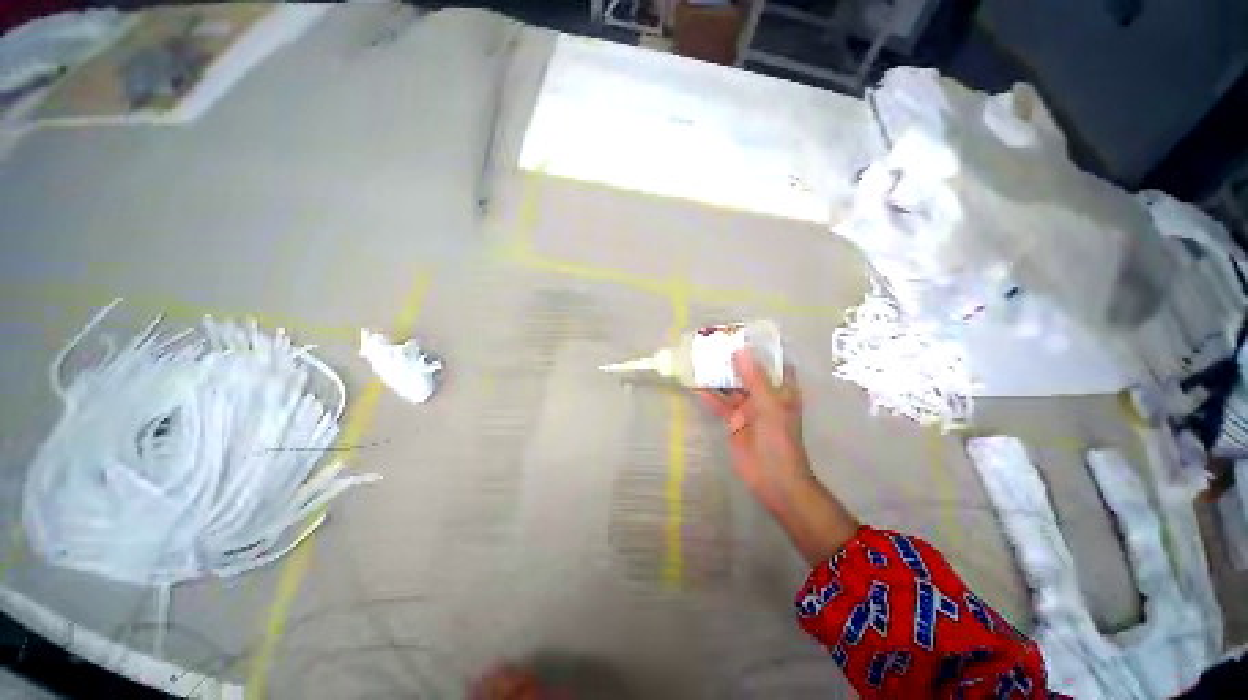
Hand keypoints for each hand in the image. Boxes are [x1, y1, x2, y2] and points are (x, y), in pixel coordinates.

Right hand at [698, 348, 859, 565]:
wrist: (772, 479)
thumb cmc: (779, 440)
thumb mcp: (769, 406)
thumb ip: (755, 379)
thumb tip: (739, 350)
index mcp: (781, 388)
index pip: (772, 361)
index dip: (759, 347)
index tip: (742, 332)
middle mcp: (765, 394)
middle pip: (747, 371)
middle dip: (731, 358)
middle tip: (713, 342)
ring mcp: (747, 407)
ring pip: (730, 385)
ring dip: (717, 374)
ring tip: (700, 358)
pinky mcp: (733, 420)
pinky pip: (719, 403)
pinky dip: (708, 394)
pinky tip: (694, 384)